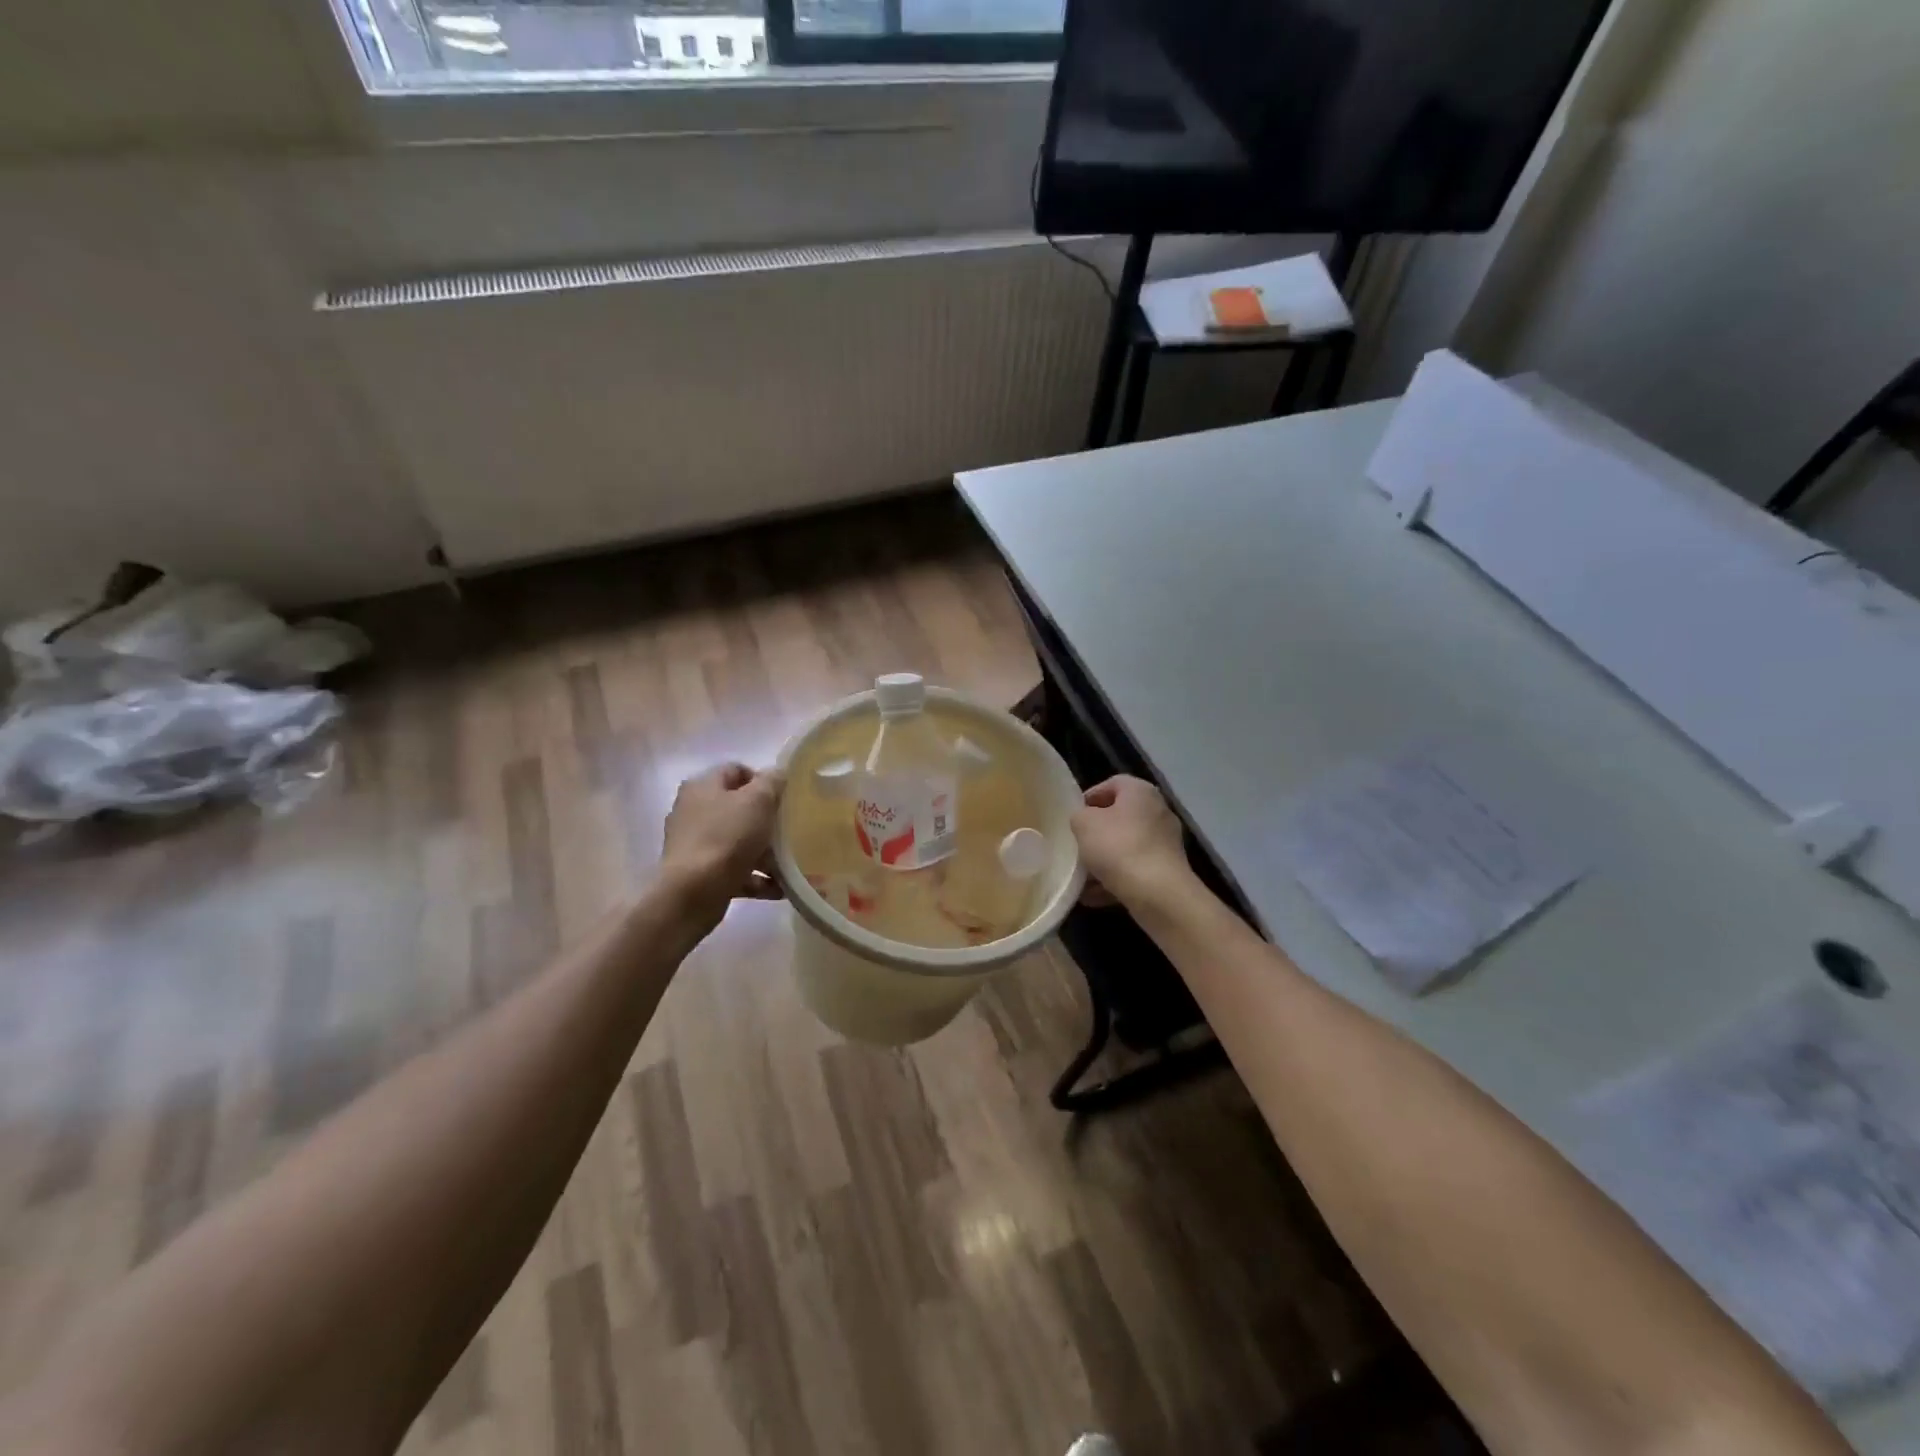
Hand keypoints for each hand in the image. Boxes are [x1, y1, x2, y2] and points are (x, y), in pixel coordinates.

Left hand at [660, 764, 784, 923]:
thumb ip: (772, 782)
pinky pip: (733, 870)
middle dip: (766, 820)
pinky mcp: (698, 874)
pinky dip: (755, 877)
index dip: (762, 780)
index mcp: (703, 786)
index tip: (784, 798)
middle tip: (789, 830)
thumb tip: (777, 774)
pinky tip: (778, 888)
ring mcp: (694, 844)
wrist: (693, 893)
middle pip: (738, 808)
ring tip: (788, 865)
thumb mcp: (758, 800)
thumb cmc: (727, 837)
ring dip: (764, 853)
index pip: (736, 771)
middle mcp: (693, 811)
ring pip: (737, 841)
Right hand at [1070, 776, 1191, 907]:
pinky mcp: (1167, 871)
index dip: (1090, 797)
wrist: (1157, 893)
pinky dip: (1116, 880)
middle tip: (1076, 846)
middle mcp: (1158, 812)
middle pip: (1120, 818)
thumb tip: (1085, 822)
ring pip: (1126, 848)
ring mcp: (1165, 843)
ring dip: (1103, 862)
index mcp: (1141, 792)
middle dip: (1096, 834)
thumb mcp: (1084, 824)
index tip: (1073, 816)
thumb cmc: (1118, 847)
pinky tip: (1094, 896)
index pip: (1112, 784)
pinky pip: (1135, 870)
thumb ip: (1079, 816)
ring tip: (1081, 878)